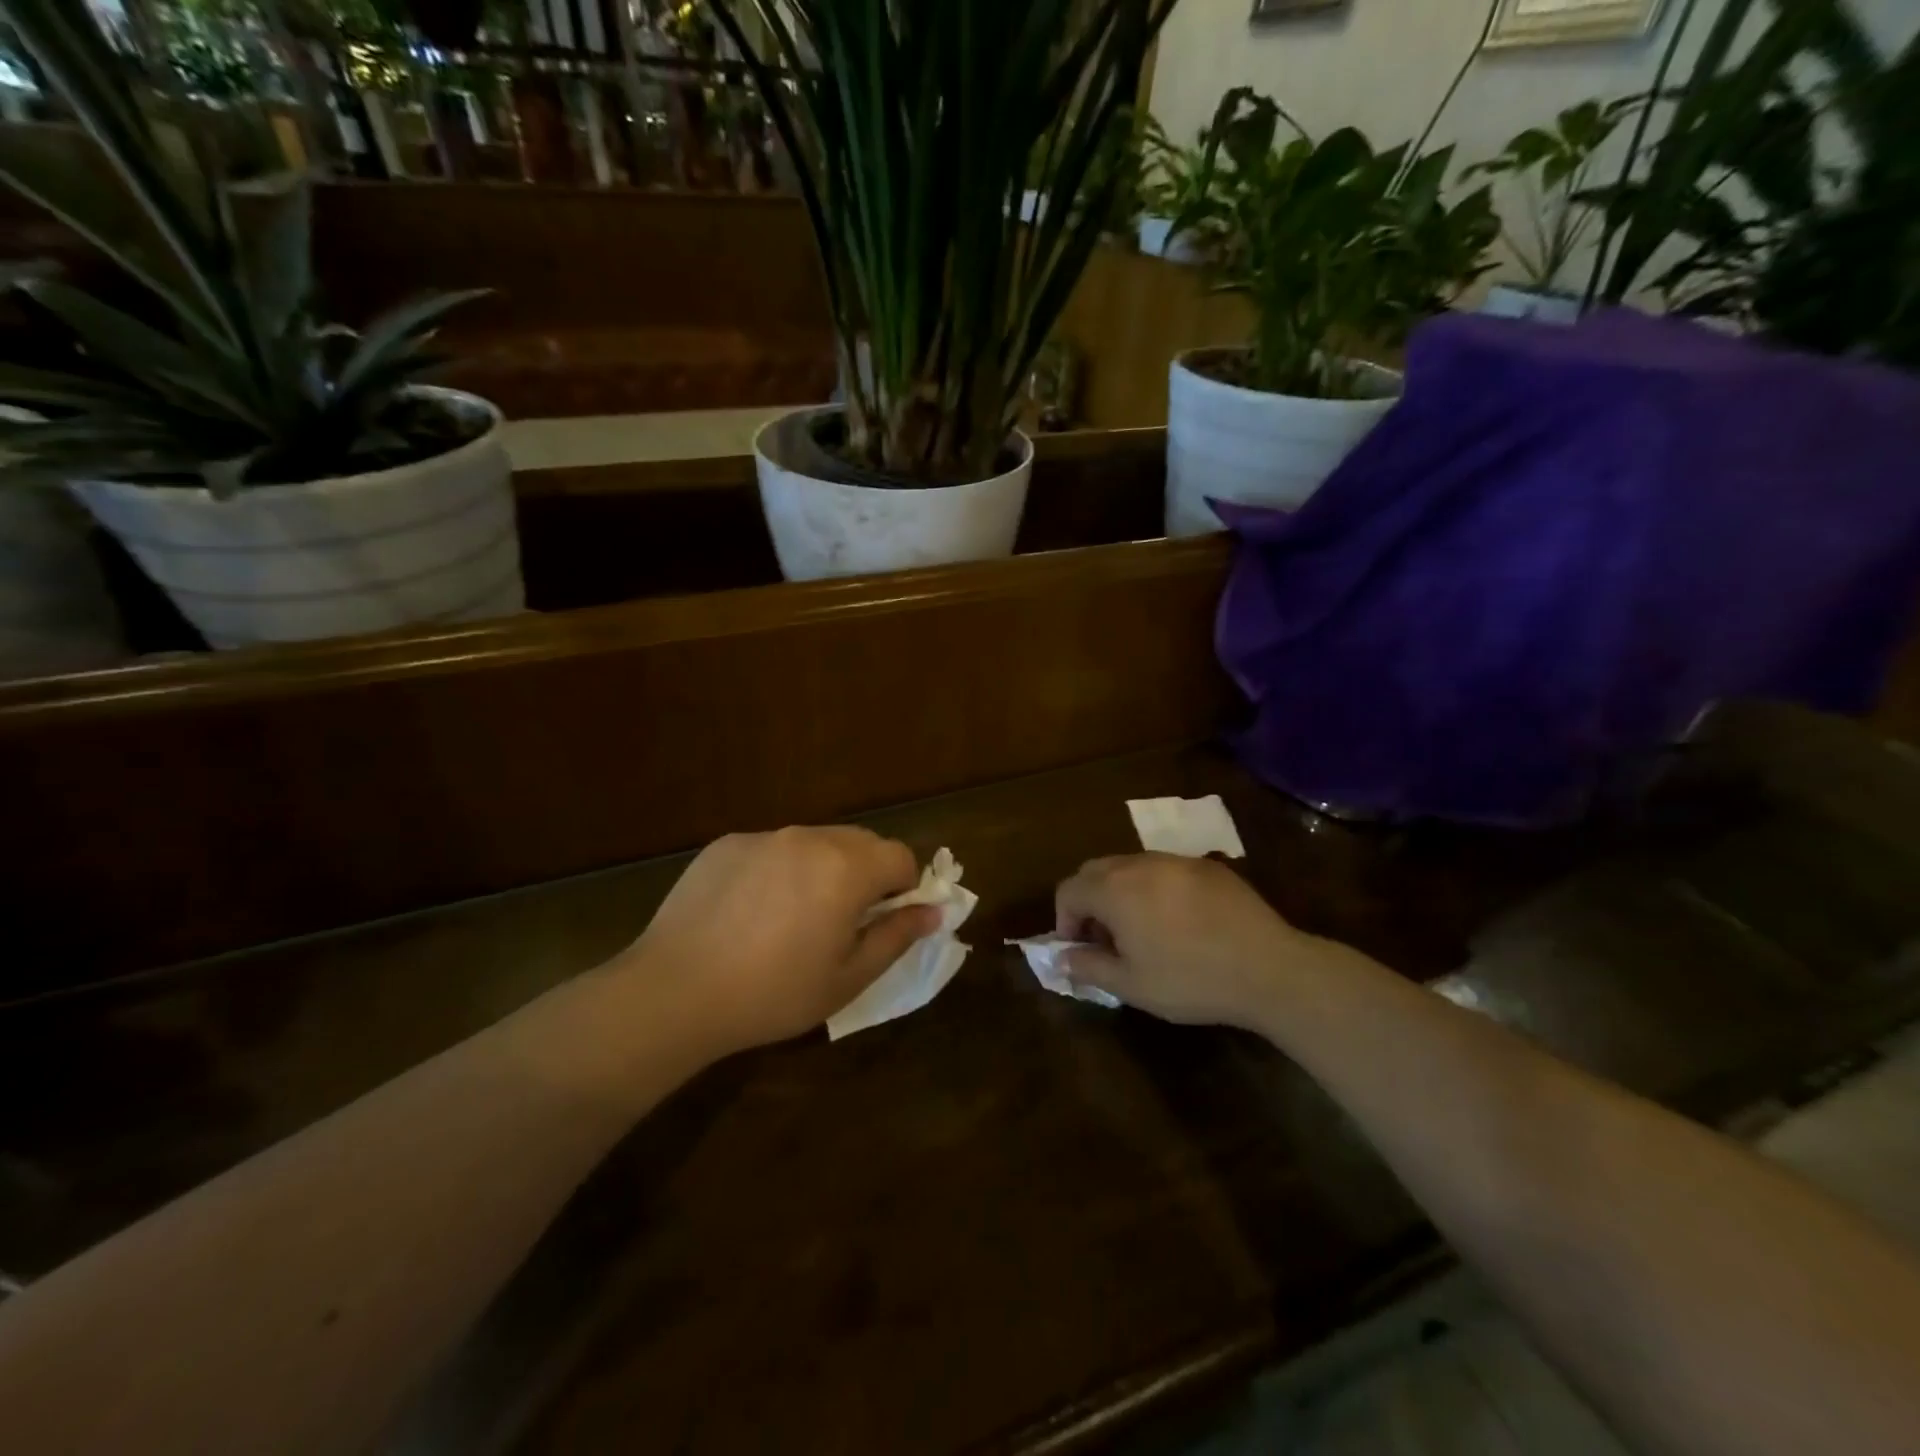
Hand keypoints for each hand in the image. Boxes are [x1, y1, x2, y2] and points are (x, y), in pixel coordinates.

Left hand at [619, 826, 939, 1054]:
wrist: (675, 991)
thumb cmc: (773, 993)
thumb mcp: (848, 977)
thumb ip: (897, 936)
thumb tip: (934, 911)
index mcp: (847, 868)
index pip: (900, 856)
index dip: (904, 887)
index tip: (884, 921)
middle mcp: (809, 838)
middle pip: (861, 842)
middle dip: (867, 874)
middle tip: (842, 923)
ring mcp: (764, 836)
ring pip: (816, 842)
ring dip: (824, 869)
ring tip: (793, 918)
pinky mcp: (727, 844)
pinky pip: (773, 848)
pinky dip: (779, 870)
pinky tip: (751, 913)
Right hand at [1054, 853, 1343, 1030]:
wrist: (1269, 969)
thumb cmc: (1191, 980)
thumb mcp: (1131, 985)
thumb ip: (1088, 967)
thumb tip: (1062, 958)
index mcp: (1114, 889)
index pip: (1068, 890)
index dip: (1064, 920)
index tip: (1078, 950)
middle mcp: (1139, 864)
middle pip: (1095, 870)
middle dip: (1089, 901)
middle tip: (1104, 939)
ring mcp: (1176, 860)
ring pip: (1130, 866)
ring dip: (1121, 892)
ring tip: (1140, 930)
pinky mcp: (1208, 866)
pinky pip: (1165, 870)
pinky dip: (1155, 889)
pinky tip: (1179, 922)